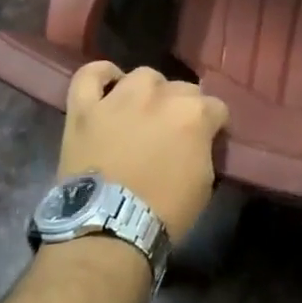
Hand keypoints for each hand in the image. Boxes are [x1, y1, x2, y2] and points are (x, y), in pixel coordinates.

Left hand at [60, 63, 228, 238]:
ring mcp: (119, 98)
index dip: (213, 126)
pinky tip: (109, 84)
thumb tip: (198, 141)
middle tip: (174, 133)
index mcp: (194, 114)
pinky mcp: (85, 108)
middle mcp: (159, 96)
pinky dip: (101, 75)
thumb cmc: (165, 211)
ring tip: (144, 111)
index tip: (208, 141)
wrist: (109, 227)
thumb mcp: (204, 182)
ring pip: (143, 76)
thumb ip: (204, 149)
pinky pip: (89, 75)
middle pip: (182, 88)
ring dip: (149, 91)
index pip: (216, 108)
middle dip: (183, 108)